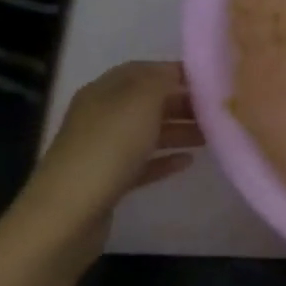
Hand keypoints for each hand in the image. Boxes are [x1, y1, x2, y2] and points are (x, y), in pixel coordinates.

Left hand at [14, 62, 201, 248]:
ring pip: (148, 133)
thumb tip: (176, 74)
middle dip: (182, 103)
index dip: (175, 72)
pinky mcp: (109, 181)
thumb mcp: (139, 102)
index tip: (211, 80)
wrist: (68, 214)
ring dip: (179, 131)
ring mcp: (104, 150)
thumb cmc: (108, 148)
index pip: (143, 71)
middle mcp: (102, 116)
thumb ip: (161, 81)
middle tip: (217, 111)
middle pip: (148, 102)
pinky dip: (165, 159)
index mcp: (104, 91)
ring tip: (212, 136)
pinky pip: (143, 163)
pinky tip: (188, 162)